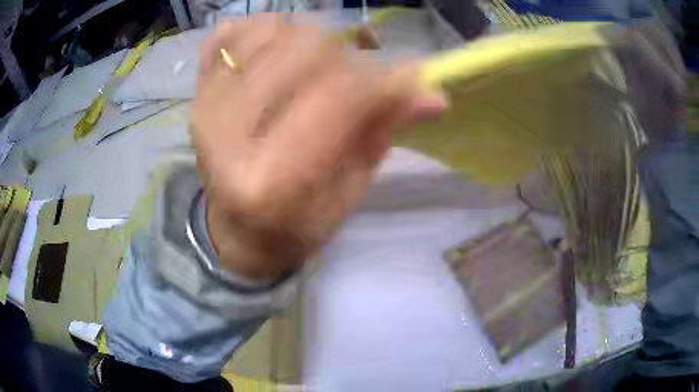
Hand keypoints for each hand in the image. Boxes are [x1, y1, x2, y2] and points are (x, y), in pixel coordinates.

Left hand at [192, 15, 445, 280]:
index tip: (414, 77)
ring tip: (317, 68)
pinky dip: (262, 31)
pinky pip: (229, 33)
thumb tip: (433, 94)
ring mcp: (204, 106)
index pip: (338, 97)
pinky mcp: (196, 92)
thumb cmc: (296, 225)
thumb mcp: (348, 193)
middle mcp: (226, 134)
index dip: (385, 78)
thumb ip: (383, 133)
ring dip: (308, 39)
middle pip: (304, 50)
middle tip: (359, 79)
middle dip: (349, 57)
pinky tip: (276, 55)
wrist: (236, 230)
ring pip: (269, 29)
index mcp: (269, 180)